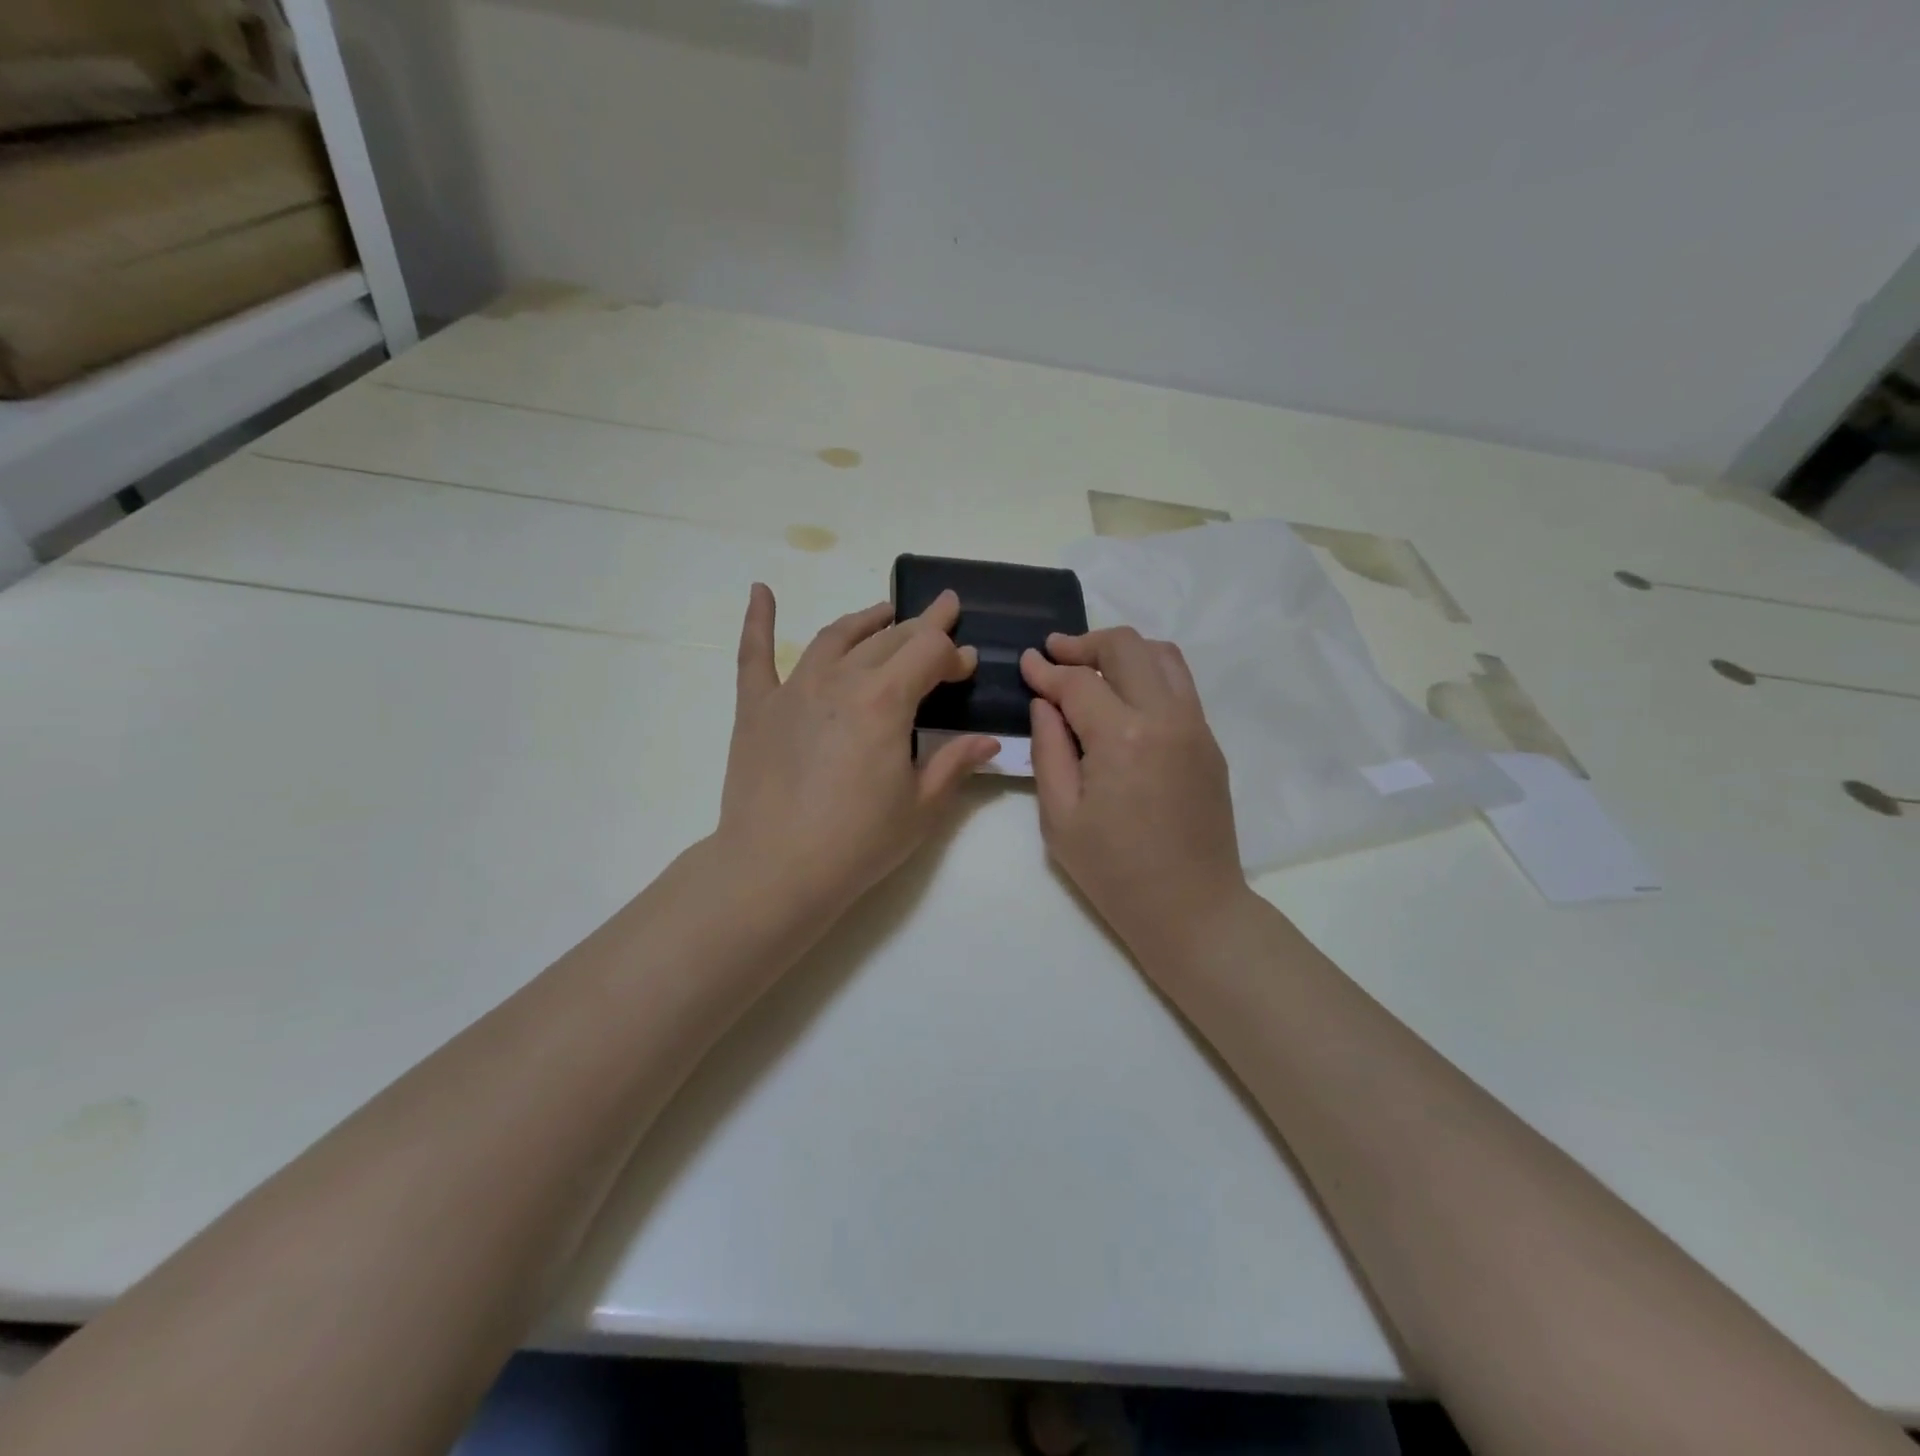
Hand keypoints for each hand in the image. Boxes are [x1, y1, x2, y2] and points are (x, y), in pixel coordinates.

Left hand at [716, 584, 998, 926]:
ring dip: (866, 620)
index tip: (968, 667)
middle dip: (922, 627)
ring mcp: (794, 689)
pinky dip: (759, 620)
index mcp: (885, 701)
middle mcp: (841, 680)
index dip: (954, 654)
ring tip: (885, 612)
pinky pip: (755, 654)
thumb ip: (955, 763)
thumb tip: (988, 741)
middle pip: (889, 639)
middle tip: (942, 615)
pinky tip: (760, 591)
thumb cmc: (857, 843)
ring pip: (836, 637)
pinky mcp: (756, 707)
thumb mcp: (920, 807)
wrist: (775, 870)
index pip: (930, 653)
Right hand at [1021, 628, 1246, 966]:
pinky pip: (1179, 685)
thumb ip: (1048, 749)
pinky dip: (1148, 674)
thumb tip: (1045, 703)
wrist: (1192, 909)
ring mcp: (1196, 726)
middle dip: (1085, 643)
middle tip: (1055, 654)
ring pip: (1162, 655)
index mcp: (1122, 737)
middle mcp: (1165, 717)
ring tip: (1091, 668)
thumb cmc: (1114, 872)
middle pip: (1126, 647)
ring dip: (1122, 652)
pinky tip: (1123, 698)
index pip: (1078, 682)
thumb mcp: (1060, 817)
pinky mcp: (1210, 742)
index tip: (1026, 661)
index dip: (1046, 669)